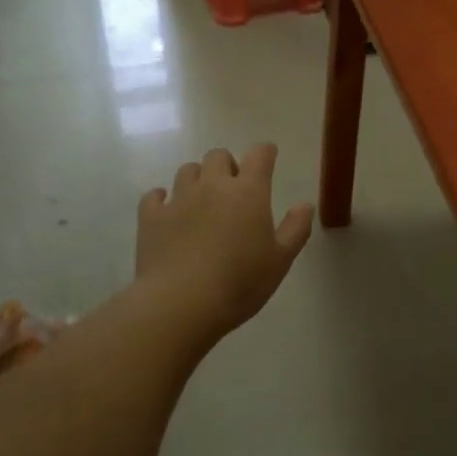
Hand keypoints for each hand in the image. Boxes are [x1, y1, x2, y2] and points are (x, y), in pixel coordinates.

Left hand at [135, 144, 313, 341]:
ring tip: (201, 199)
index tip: (268, 156)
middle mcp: (212, 186)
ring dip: (197, 178)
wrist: (181, 303)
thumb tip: (305, 205)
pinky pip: (155, 195)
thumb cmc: (240, 283)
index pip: (259, 156)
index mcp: (248, 192)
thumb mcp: (280, 260)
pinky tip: (168, 210)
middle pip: (218, 156)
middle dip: (227, 165)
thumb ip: (296, 229)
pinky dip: (162, 198)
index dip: (265, 152)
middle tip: (233, 187)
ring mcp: (179, 199)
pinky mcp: (151, 217)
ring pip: (187, 170)